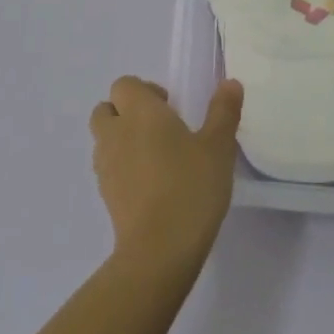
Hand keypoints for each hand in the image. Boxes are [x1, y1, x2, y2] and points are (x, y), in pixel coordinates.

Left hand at [90, 76, 244, 278]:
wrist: (159, 250)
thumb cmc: (191, 187)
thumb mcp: (218, 147)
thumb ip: (223, 111)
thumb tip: (230, 83)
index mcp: (140, 113)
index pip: (124, 85)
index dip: (144, 90)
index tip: (170, 106)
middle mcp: (116, 133)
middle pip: (105, 109)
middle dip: (126, 112)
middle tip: (159, 128)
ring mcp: (106, 166)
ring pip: (104, 140)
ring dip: (122, 140)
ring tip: (156, 157)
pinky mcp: (105, 195)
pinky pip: (108, 168)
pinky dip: (122, 167)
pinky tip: (150, 184)